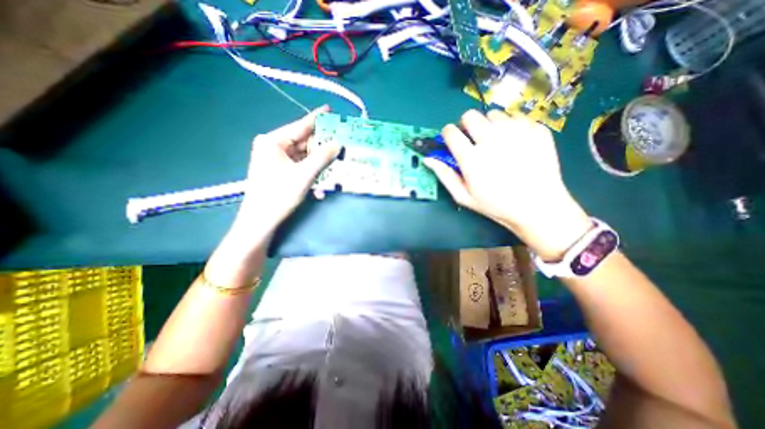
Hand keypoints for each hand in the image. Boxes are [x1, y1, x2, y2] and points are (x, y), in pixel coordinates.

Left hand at [230, 105, 340, 235]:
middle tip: (340, 148)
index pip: (300, 126)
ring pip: (304, 158)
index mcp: (273, 141)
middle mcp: (273, 147)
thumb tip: (338, 143)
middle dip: (322, 150)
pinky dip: (311, 176)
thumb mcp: (305, 175)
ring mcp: (276, 160)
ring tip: (333, 172)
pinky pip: (300, 168)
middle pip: (304, 143)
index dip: (317, 119)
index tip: (330, 110)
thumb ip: (322, 157)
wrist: (261, 221)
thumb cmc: (279, 195)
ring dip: (318, 168)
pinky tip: (319, 189)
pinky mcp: (279, 171)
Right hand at [425, 110, 590, 259]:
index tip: (452, 140)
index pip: (450, 131)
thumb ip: (445, 175)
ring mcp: (516, 132)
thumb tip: (428, 159)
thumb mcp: (464, 196)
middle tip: (474, 139)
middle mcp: (491, 139)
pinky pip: (516, 117)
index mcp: (471, 157)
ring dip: (490, 125)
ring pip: (494, 114)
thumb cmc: (496, 204)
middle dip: (467, 125)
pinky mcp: (536, 129)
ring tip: (497, 142)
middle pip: (470, 115)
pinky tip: (516, 142)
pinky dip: (512, 127)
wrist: (538, 206)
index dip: (448, 134)